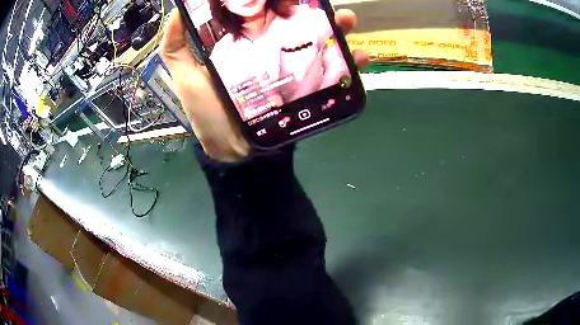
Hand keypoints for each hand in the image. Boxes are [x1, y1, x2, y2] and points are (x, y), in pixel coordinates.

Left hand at [161, 8, 368, 161]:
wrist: (235, 151)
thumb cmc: (209, 113)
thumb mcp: (186, 77)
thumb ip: (176, 47)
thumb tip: (177, 12)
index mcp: (244, 43)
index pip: (262, 13)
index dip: (272, 1)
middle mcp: (271, 50)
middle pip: (295, 22)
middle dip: (310, 9)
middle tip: (319, 1)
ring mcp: (292, 69)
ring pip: (319, 42)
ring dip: (337, 29)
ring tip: (346, 19)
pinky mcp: (307, 88)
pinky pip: (333, 73)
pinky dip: (350, 64)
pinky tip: (360, 55)